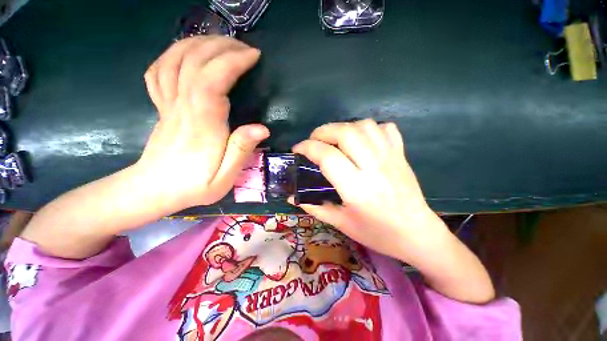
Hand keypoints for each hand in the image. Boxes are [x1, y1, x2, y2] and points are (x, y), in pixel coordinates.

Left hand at [137, 36, 268, 210]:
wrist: (153, 190)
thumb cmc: (193, 186)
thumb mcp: (224, 177)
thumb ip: (241, 151)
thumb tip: (262, 128)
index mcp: (202, 125)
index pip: (212, 80)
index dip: (232, 62)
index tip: (254, 56)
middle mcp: (182, 106)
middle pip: (194, 61)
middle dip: (222, 47)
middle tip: (245, 48)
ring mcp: (167, 103)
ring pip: (175, 59)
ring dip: (199, 44)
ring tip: (222, 43)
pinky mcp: (161, 105)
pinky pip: (160, 70)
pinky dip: (174, 54)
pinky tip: (188, 52)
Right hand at [292, 119, 447, 261]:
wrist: (417, 234)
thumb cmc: (377, 233)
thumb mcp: (341, 223)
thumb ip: (314, 207)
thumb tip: (291, 198)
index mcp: (356, 188)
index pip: (327, 156)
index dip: (308, 147)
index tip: (297, 149)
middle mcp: (373, 167)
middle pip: (346, 133)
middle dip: (323, 131)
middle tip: (315, 140)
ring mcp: (390, 157)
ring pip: (365, 126)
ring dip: (344, 127)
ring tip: (336, 139)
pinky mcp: (401, 154)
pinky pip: (385, 128)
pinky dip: (369, 128)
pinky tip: (362, 140)